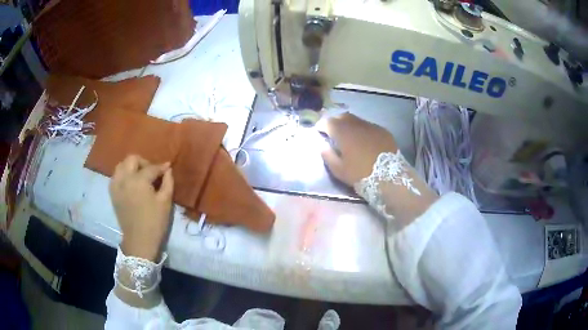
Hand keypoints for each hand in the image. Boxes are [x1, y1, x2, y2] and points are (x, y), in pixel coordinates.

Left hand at [109, 155, 173, 260]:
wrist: (139, 240)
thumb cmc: (155, 222)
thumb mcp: (165, 202)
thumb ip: (168, 182)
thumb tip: (168, 170)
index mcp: (139, 180)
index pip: (151, 167)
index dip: (161, 167)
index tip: (167, 167)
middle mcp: (125, 178)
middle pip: (132, 159)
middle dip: (143, 162)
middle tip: (151, 172)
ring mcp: (116, 185)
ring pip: (121, 165)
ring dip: (131, 167)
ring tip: (139, 176)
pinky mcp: (112, 193)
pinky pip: (115, 176)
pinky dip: (123, 175)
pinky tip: (130, 183)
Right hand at [320, 113, 398, 185]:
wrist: (390, 177)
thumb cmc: (361, 174)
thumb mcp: (339, 170)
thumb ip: (328, 156)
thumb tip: (322, 146)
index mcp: (343, 132)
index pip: (328, 122)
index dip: (322, 126)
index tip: (320, 132)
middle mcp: (357, 124)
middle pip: (342, 117)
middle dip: (336, 122)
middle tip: (334, 133)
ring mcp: (372, 126)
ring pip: (357, 120)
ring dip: (350, 126)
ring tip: (350, 137)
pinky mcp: (383, 131)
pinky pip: (369, 127)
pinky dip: (363, 131)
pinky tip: (365, 141)